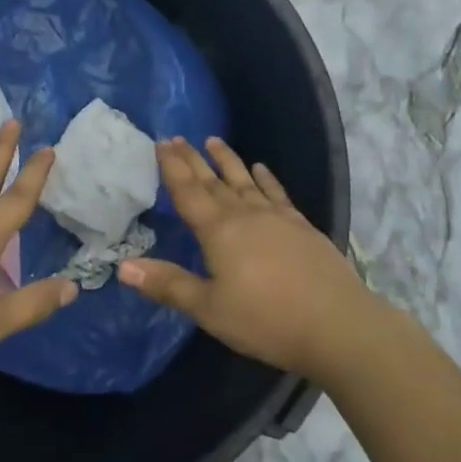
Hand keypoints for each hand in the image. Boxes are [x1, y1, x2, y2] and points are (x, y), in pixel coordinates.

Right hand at [121, 137, 368, 380]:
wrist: (337, 324)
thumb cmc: (266, 319)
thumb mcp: (209, 309)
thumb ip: (168, 284)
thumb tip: (123, 266)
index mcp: (218, 231)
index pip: (188, 192)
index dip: (172, 168)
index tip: (161, 143)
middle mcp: (245, 214)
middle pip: (213, 181)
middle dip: (193, 159)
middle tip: (178, 137)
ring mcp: (276, 217)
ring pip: (244, 180)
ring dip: (227, 161)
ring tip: (214, 141)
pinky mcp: (301, 226)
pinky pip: (277, 193)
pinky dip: (267, 179)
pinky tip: (262, 169)